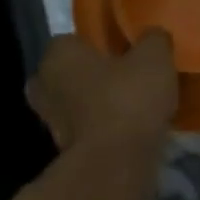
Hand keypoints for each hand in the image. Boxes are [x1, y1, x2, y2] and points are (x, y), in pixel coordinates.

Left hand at [27, 31, 178, 159]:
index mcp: (58, 54)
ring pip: (74, 103)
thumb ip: (154, 40)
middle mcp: (44, 84)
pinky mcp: (63, 150)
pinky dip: (100, 128)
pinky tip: (127, 128)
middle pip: (68, 73)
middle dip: (89, 76)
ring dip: (94, 104)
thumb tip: (153, 35)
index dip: (97, 44)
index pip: (72, 40)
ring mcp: (49, 121)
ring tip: (129, 105)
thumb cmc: (127, 99)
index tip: (122, 51)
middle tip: (122, 78)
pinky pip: (84, 129)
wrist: (115, 163)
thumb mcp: (154, 58)